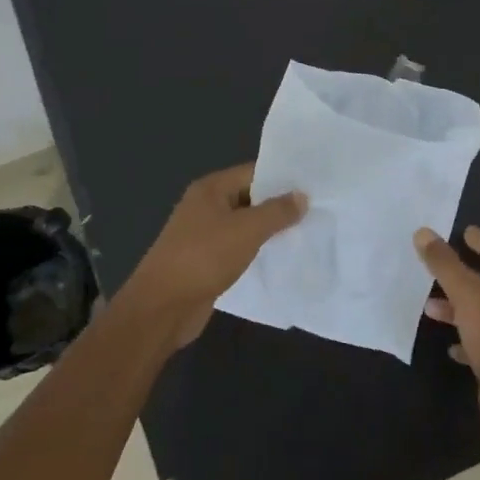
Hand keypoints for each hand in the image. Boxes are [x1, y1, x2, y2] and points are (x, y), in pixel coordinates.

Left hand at [118, 163, 306, 348]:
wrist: (163, 306)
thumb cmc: (204, 257)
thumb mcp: (247, 230)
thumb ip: (277, 211)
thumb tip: (302, 196)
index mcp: (211, 189)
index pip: (253, 173)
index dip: (282, 178)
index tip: (314, 186)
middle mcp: (205, 206)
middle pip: (249, 198)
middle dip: (279, 205)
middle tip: (316, 210)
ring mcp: (204, 234)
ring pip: (244, 225)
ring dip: (269, 230)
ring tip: (305, 232)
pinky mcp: (206, 261)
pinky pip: (238, 248)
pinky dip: (257, 250)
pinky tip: (280, 256)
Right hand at [414, 226, 479, 450]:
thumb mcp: (467, 295)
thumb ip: (446, 265)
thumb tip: (424, 232)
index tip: (466, 232)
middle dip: (464, 274)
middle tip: (439, 265)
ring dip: (457, 308)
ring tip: (429, 307)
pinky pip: (478, 344)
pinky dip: (462, 340)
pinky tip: (449, 346)